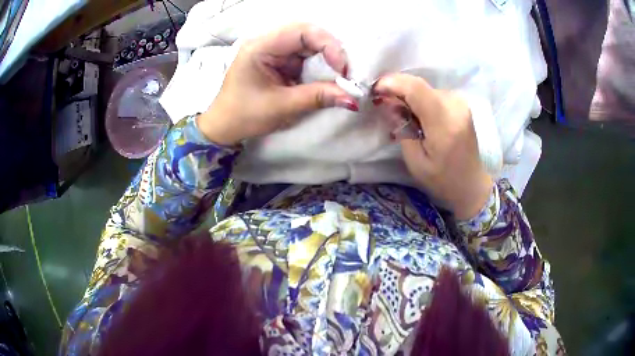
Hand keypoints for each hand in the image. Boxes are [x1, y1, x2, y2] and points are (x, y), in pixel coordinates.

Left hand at [197, 23, 357, 145]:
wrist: (225, 126)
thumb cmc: (244, 115)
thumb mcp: (281, 107)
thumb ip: (317, 97)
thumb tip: (351, 98)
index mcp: (260, 47)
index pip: (301, 31)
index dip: (327, 45)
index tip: (342, 68)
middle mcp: (267, 42)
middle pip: (307, 34)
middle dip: (330, 50)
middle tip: (344, 71)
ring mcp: (273, 50)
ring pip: (308, 44)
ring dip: (326, 58)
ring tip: (338, 75)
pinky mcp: (279, 60)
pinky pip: (304, 56)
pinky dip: (318, 66)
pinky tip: (326, 77)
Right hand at [373, 74, 493, 219]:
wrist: (472, 184)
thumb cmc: (443, 180)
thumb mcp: (416, 162)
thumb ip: (402, 129)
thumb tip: (388, 104)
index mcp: (444, 123)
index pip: (415, 88)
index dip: (391, 83)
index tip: (374, 90)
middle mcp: (455, 105)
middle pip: (418, 85)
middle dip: (396, 89)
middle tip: (381, 103)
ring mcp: (460, 102)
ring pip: (424, 88)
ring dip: (407, 94)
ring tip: (399, 112)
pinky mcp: (461, 104)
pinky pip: (433, 93)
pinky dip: (419, 98)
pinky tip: (415, 113)